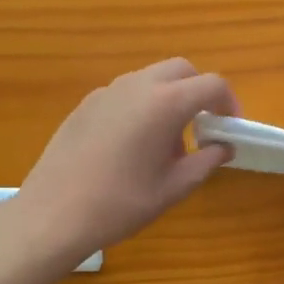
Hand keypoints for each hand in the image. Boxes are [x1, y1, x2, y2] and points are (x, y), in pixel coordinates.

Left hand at [15, 58, 238, 268]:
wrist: (53, 214)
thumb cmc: (121, 203)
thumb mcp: (174, 187)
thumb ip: (207, 161)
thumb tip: (224, 147)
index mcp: (165, 103)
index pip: (212, 84)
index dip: (229, 102)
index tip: (230, 128)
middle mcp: (137, 85)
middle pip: (181, 70)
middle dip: (199, 91)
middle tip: (203, 126)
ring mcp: (107, 91)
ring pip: (151, 78)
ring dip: (170, 97)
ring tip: (167, 141)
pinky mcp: (86, 104)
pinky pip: (126, 93)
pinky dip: (142, 105)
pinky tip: (132, 145)